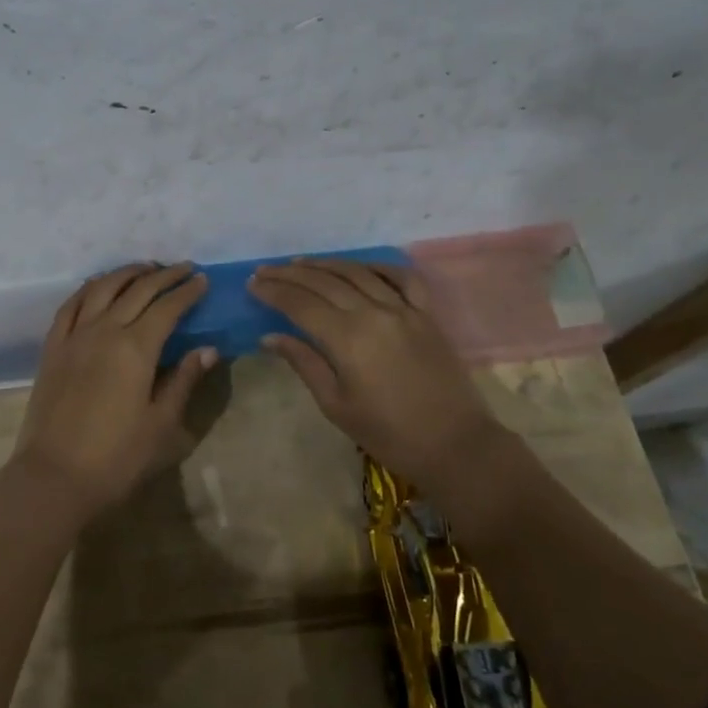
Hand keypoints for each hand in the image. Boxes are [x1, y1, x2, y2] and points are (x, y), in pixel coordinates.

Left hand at [12, 263, 215, 516]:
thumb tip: (208, 349)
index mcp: (136, 348)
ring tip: (145, 268)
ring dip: (126, 273)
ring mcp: (74, 336)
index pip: (167, 307)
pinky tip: (98, 286)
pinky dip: (89, 288)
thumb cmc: (116, 457)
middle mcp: (104, 330)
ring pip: (102, 288)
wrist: (54, 476)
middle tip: (183, 268)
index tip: (202, 280)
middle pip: (137, 290)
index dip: (187, 291)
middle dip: (163, 275)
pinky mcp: (52, 347)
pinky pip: (70, 305)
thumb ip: (183, 381)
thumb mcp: (161, 424)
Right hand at [249, 259, 500, 487]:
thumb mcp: (335, 405)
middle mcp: (374, 313)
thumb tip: (270, 336)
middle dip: (291, 274)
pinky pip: (402, 278)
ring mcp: (404, 309)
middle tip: (266, 270)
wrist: (455, 445)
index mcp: (347, 338)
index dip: (273, 291)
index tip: (252, 284)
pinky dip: (378, 266)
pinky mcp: (427, 314)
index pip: (300, 304)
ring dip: (326, 264)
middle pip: (324, 282)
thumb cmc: (388, 434)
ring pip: (358, 273)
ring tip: (301, 262)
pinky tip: (360, 266)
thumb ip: (304, 363)